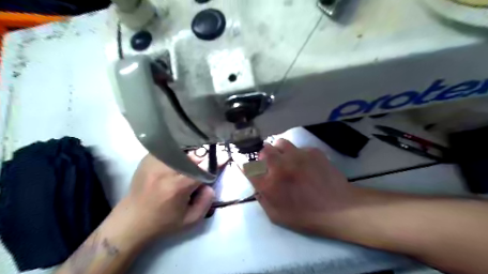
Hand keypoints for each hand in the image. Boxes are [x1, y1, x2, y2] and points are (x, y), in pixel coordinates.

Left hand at [106, 154, 213, 247]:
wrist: (131, 221)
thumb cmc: (163, 223)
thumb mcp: (190, 220)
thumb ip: (206, 202)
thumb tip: (209, 184)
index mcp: (177, 187)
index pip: (202, 169)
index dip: (214, 163)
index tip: (223, 157)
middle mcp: (166, 171)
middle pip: (192, 156)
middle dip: (202, 158)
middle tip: (205, 162)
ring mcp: (154, 163)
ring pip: (180, 150)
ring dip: (190, 153)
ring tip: (192, 159)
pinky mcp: (147, 160)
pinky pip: (167, 149)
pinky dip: (176, 151)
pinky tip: (179, 156)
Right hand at [249, 139, 356, 234]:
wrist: (339, 208)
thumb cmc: (306, 216)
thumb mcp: (277, 216)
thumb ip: (262, 199)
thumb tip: (257, 186)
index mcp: (269, 184)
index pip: (248, 167)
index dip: (245, 165)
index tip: (248, 166)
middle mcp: (280, 166)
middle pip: (263, 150)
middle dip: (264, 156)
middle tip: (271, 164)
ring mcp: (297, 156)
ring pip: (280, 142)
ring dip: (279, 150)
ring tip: (286, 159)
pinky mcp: (312, 151)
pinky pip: (298, 147)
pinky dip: (297, 154)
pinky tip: (305, 163)